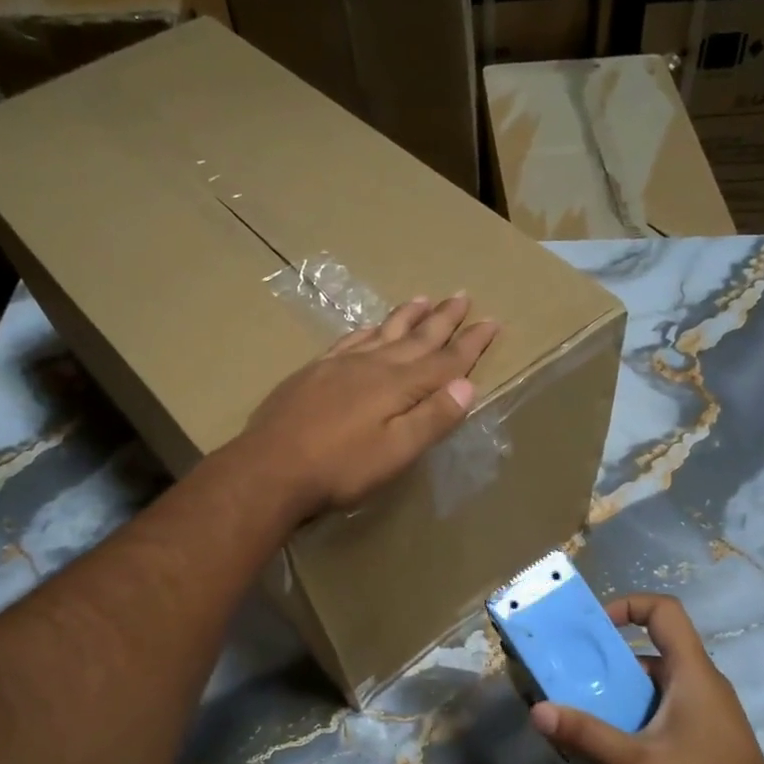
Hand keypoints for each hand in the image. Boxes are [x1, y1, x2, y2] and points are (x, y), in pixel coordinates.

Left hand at [238, 294, 499, 521]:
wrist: (270, 468)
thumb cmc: (340, 468)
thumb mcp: (396, 452)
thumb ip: (432, 419)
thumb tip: (467, 386)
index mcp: (398, 385)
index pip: (445, 360)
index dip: (471, 343)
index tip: (492, 322)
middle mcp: (372, 365)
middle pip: (416, 337)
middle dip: (443, 319)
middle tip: (462, 295)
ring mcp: (340, 365)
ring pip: (382, 332)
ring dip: (406, 316)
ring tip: (424, 298)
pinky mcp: (313, 372)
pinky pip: (349, 341)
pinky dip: (367, 330)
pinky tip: (370, 327)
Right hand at [531, 594, 763, 763]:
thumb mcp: (638, 763)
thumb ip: (588, 735)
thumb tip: (539, 711)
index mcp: (691, 671)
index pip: (664, 610)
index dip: (628, 604)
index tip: (595, 627)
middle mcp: (701, 678)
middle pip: (653, 647)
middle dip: (611, 658)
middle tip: (575, 677)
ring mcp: (706, 704)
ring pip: (656, 679)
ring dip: (621, 689)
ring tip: (587, 712)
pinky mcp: (705, 726)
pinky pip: (664, 702)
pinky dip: (637, 709)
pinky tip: (616, 738)